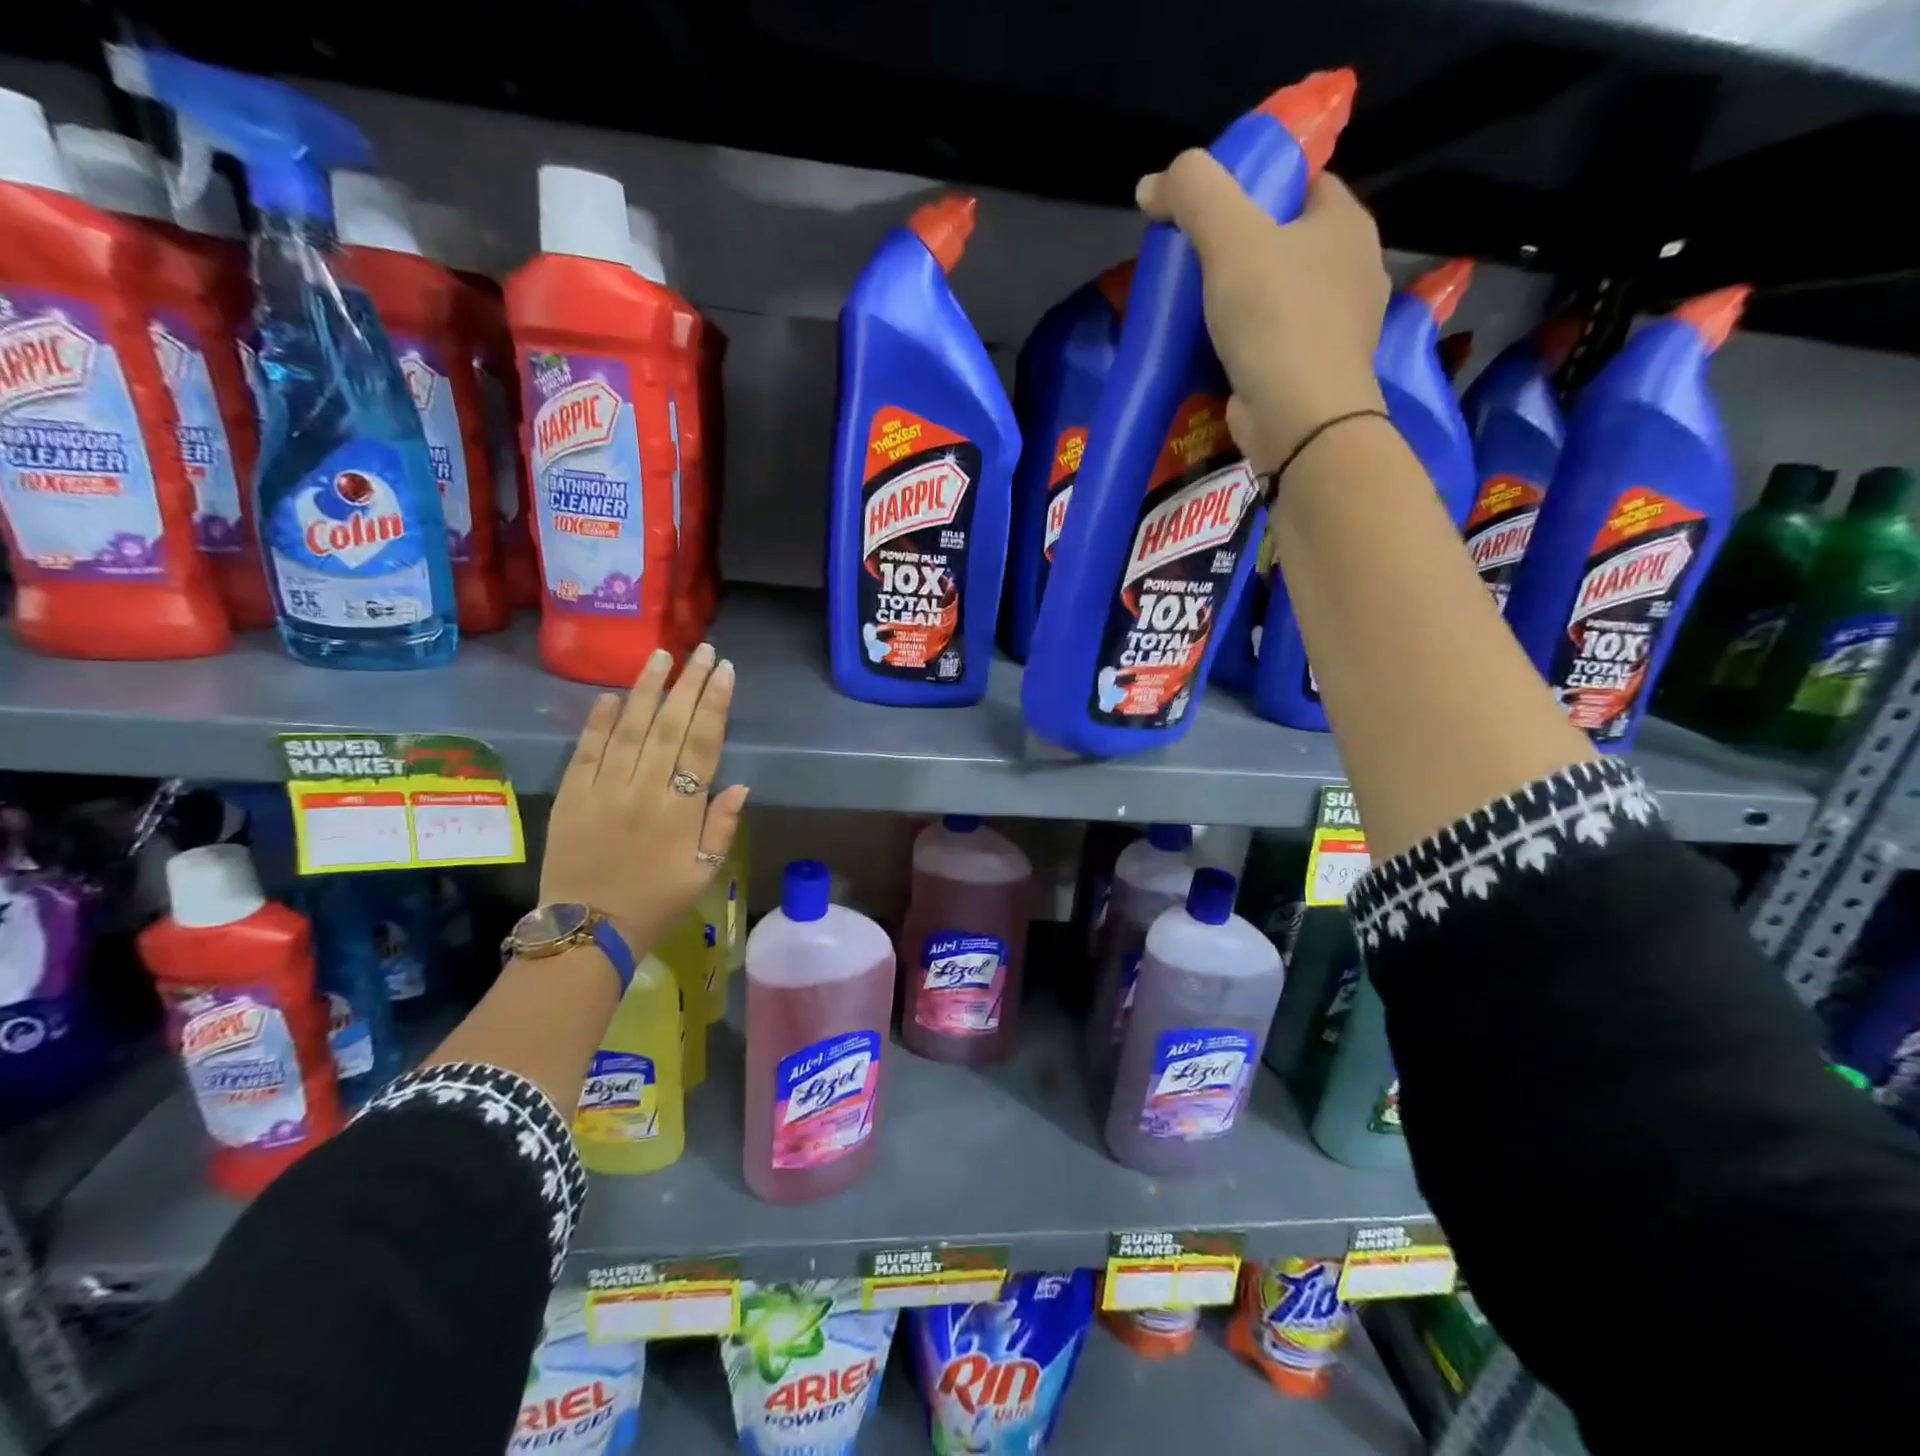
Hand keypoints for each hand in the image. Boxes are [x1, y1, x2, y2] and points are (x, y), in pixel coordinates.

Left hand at [540, 643, 748, 957]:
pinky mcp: (571, 796)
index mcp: (680, 810)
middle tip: (700, 649)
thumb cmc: (656, 902)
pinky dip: (599, 722)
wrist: (587, 931)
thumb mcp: (703, 872)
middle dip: (688, 684)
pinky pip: (586, 751)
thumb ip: (721, 827)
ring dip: (647, 690)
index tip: (724, 671)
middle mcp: (643, 790)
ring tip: (660, 656)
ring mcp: (603, 790)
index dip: (715, 704)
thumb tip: (739, 785)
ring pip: (629, 729)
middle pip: (669, 726)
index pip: (702, 744)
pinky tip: (612, 696)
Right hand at [1136, 155, 1389, 473]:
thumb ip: (1195, 194)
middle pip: (1286, 242)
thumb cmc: (1275, 320)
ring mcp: (1338, 328)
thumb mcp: (1230, 239)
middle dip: (1242, 250)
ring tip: (1196, 312)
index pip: (1301, 181)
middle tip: (1192, 266)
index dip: (1255, 187)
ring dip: (1242, 302)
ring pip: (1281, 297)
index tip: (1210, 212)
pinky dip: (1247, 345)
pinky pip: (1275, 343)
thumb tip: (1152, 184)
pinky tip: (1216, 353)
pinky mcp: (1314, 374)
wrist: (1300, 422)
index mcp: (1345, 223)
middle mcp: (1352, 270)